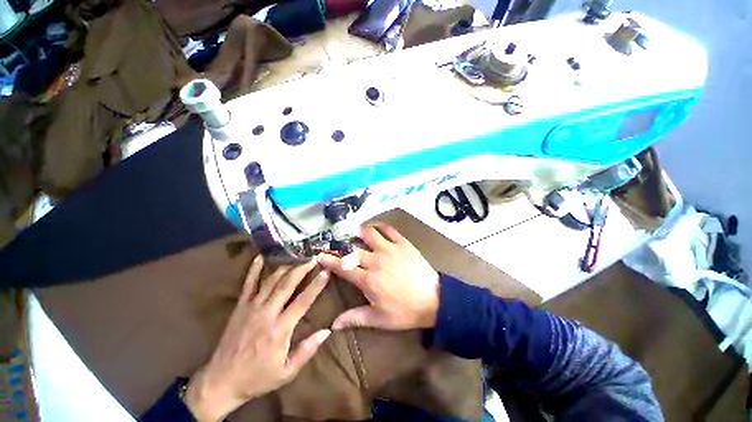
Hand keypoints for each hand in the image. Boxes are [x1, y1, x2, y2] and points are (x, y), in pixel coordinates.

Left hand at [184, 256, 329, 421]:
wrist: (220, 382)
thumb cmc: (257, 378)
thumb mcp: (286, 372)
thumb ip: (307, 350)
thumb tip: (327, 331)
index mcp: (280, 329)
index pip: (302, 301)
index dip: (316, 285)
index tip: (326, 272)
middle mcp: (266, 313)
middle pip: (287, 284)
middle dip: (302, 268)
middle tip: (313, 257)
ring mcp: (251, 307)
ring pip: (271, 280)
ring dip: (286, 266)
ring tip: (297, 256)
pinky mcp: (240, 307)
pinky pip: (248, 284)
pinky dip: (254, 269)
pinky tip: (261, 256)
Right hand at [318, 224, 439, 330]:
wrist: (434, 300)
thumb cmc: (405, 311)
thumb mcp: (379, 319)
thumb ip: (355, 318)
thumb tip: (333, 324)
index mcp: (368, 280)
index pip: (343, 268)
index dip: (329, 261)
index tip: (320, 255)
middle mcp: (376, 261)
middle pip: (353, 249)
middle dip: (341, 246)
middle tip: (337, 244)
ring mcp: (390, 250)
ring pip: (369, 234)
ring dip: (360, 232)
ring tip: (355, 232)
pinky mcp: (403, 244)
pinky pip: (389, 229)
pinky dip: (380, 226)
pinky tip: (376, 228)